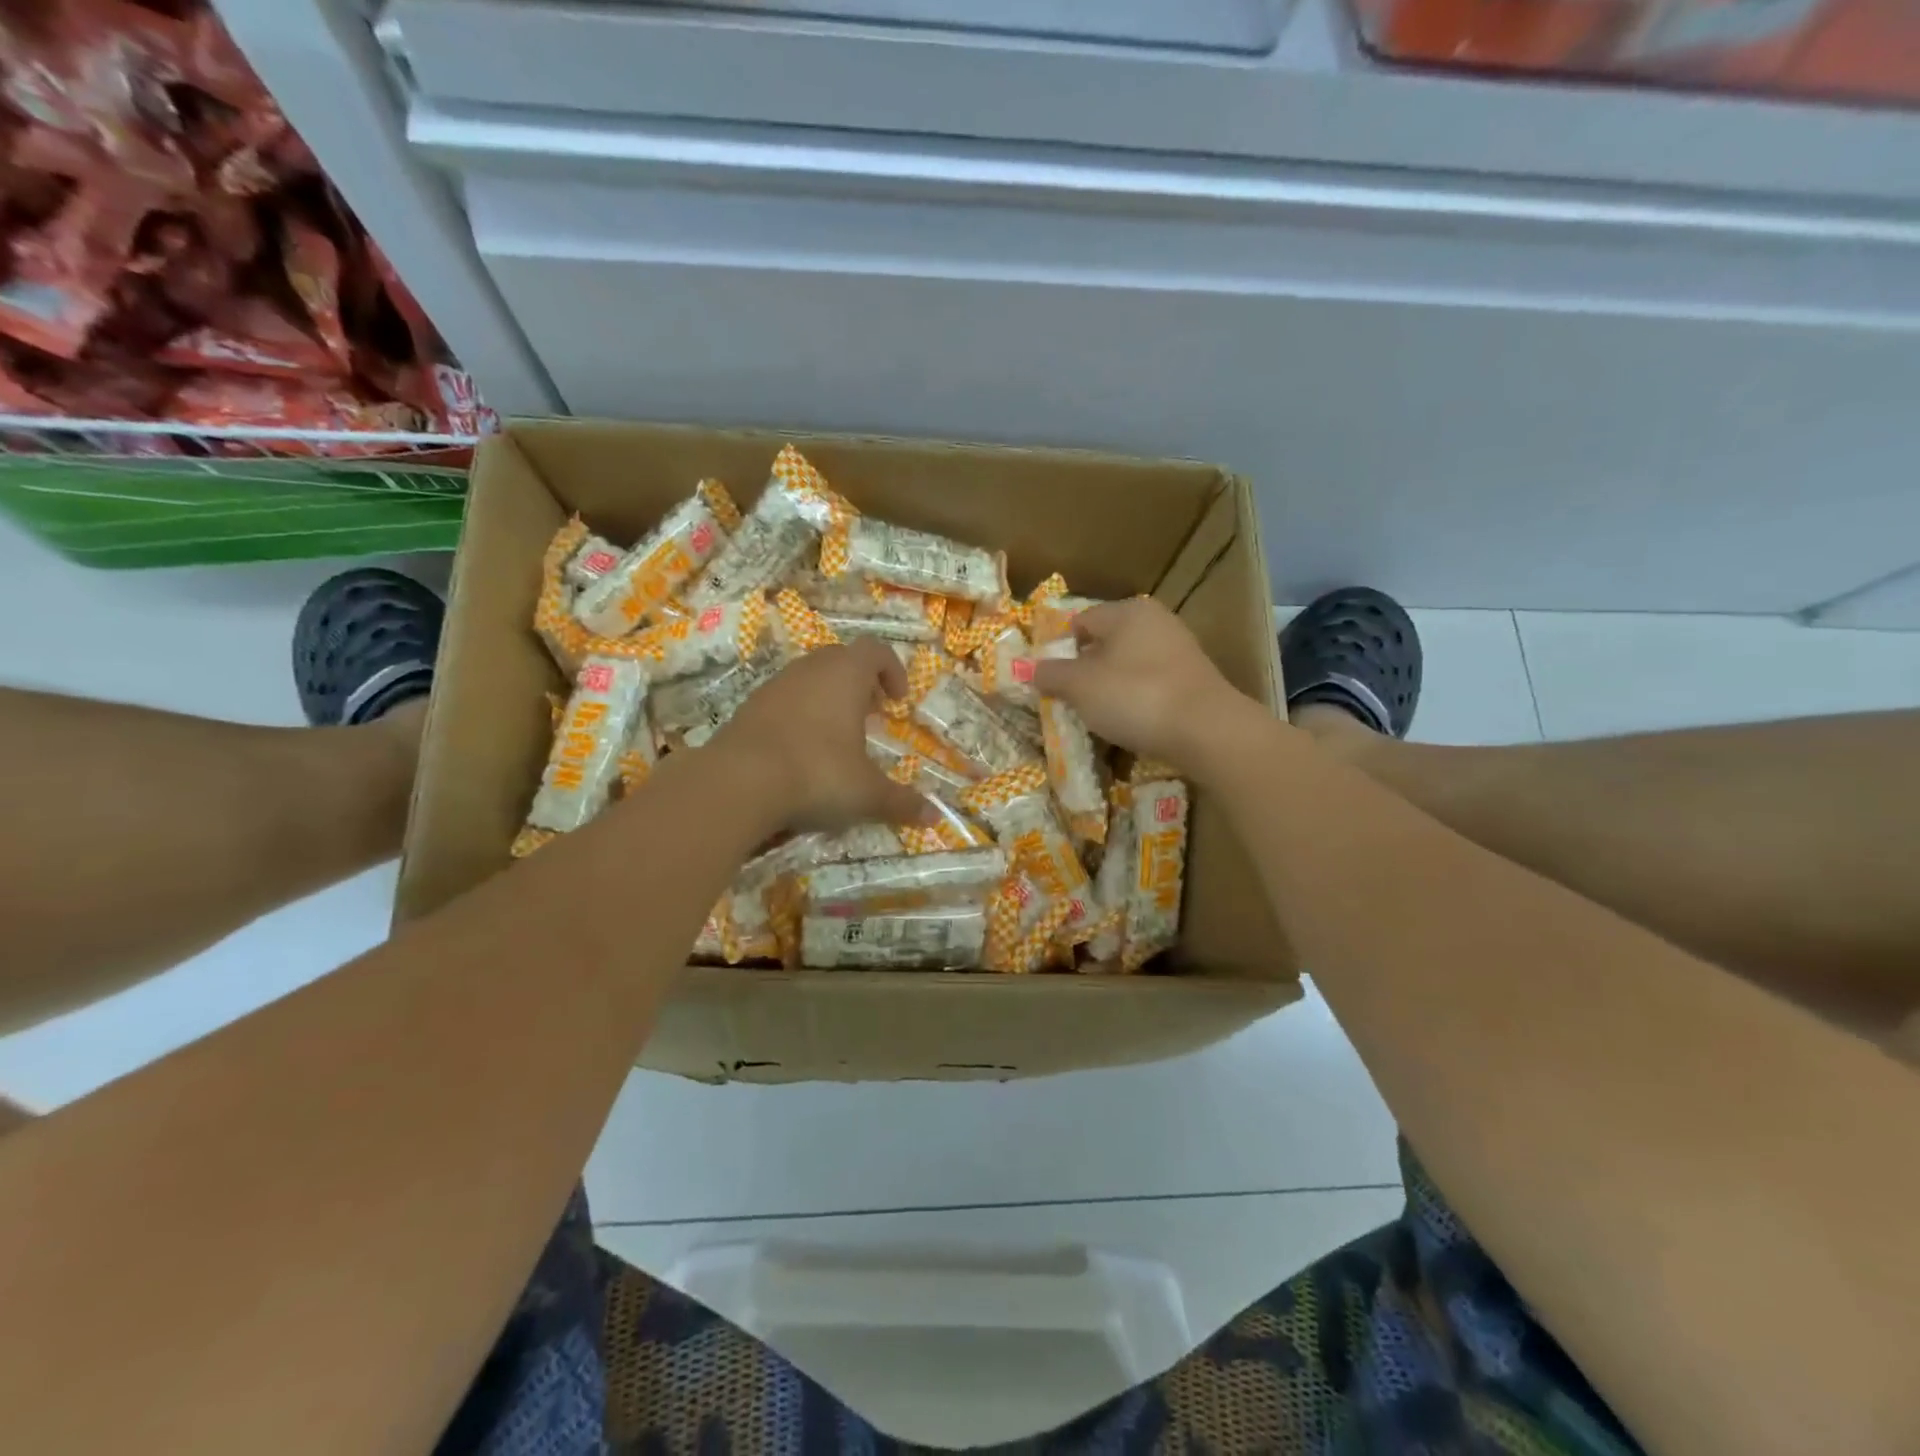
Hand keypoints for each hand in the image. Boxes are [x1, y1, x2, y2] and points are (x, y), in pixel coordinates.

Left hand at [713, 638, 936, 832]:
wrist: (737, 783)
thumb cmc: (817, 774)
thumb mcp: (867, 793)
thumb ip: (901, 802)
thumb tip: (935, 817)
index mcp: (845, 674)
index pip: (876, 651)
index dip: (892, 671)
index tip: (898, 701)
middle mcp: (810, 669)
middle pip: (841, 660)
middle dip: (860, 684)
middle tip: (871, 717)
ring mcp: (774, 686)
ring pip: (809, 678)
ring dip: (828, 699)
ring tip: (836, 738)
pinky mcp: (747, 708)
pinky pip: (783, 701)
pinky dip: (799, 716)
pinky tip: (800, 753)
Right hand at [1028, 596, 1249, 771]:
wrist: (1206, 730)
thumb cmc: (1135, 697)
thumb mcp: (1080, 686)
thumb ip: (1051, 674)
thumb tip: (1030, 668)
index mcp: (1126, 611)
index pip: (1079, 621)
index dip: (1058, 648)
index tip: (1047, 680)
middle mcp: (1155, 621)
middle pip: (1105, 643)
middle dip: (1084, 670)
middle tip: (1068, 700)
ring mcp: (1178, 649)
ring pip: (1128, 665)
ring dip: (1109, 688)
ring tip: (1096, 716)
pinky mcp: (1193, 679)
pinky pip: (1150, 684)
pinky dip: (1135, 700)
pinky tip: (1129, 722)